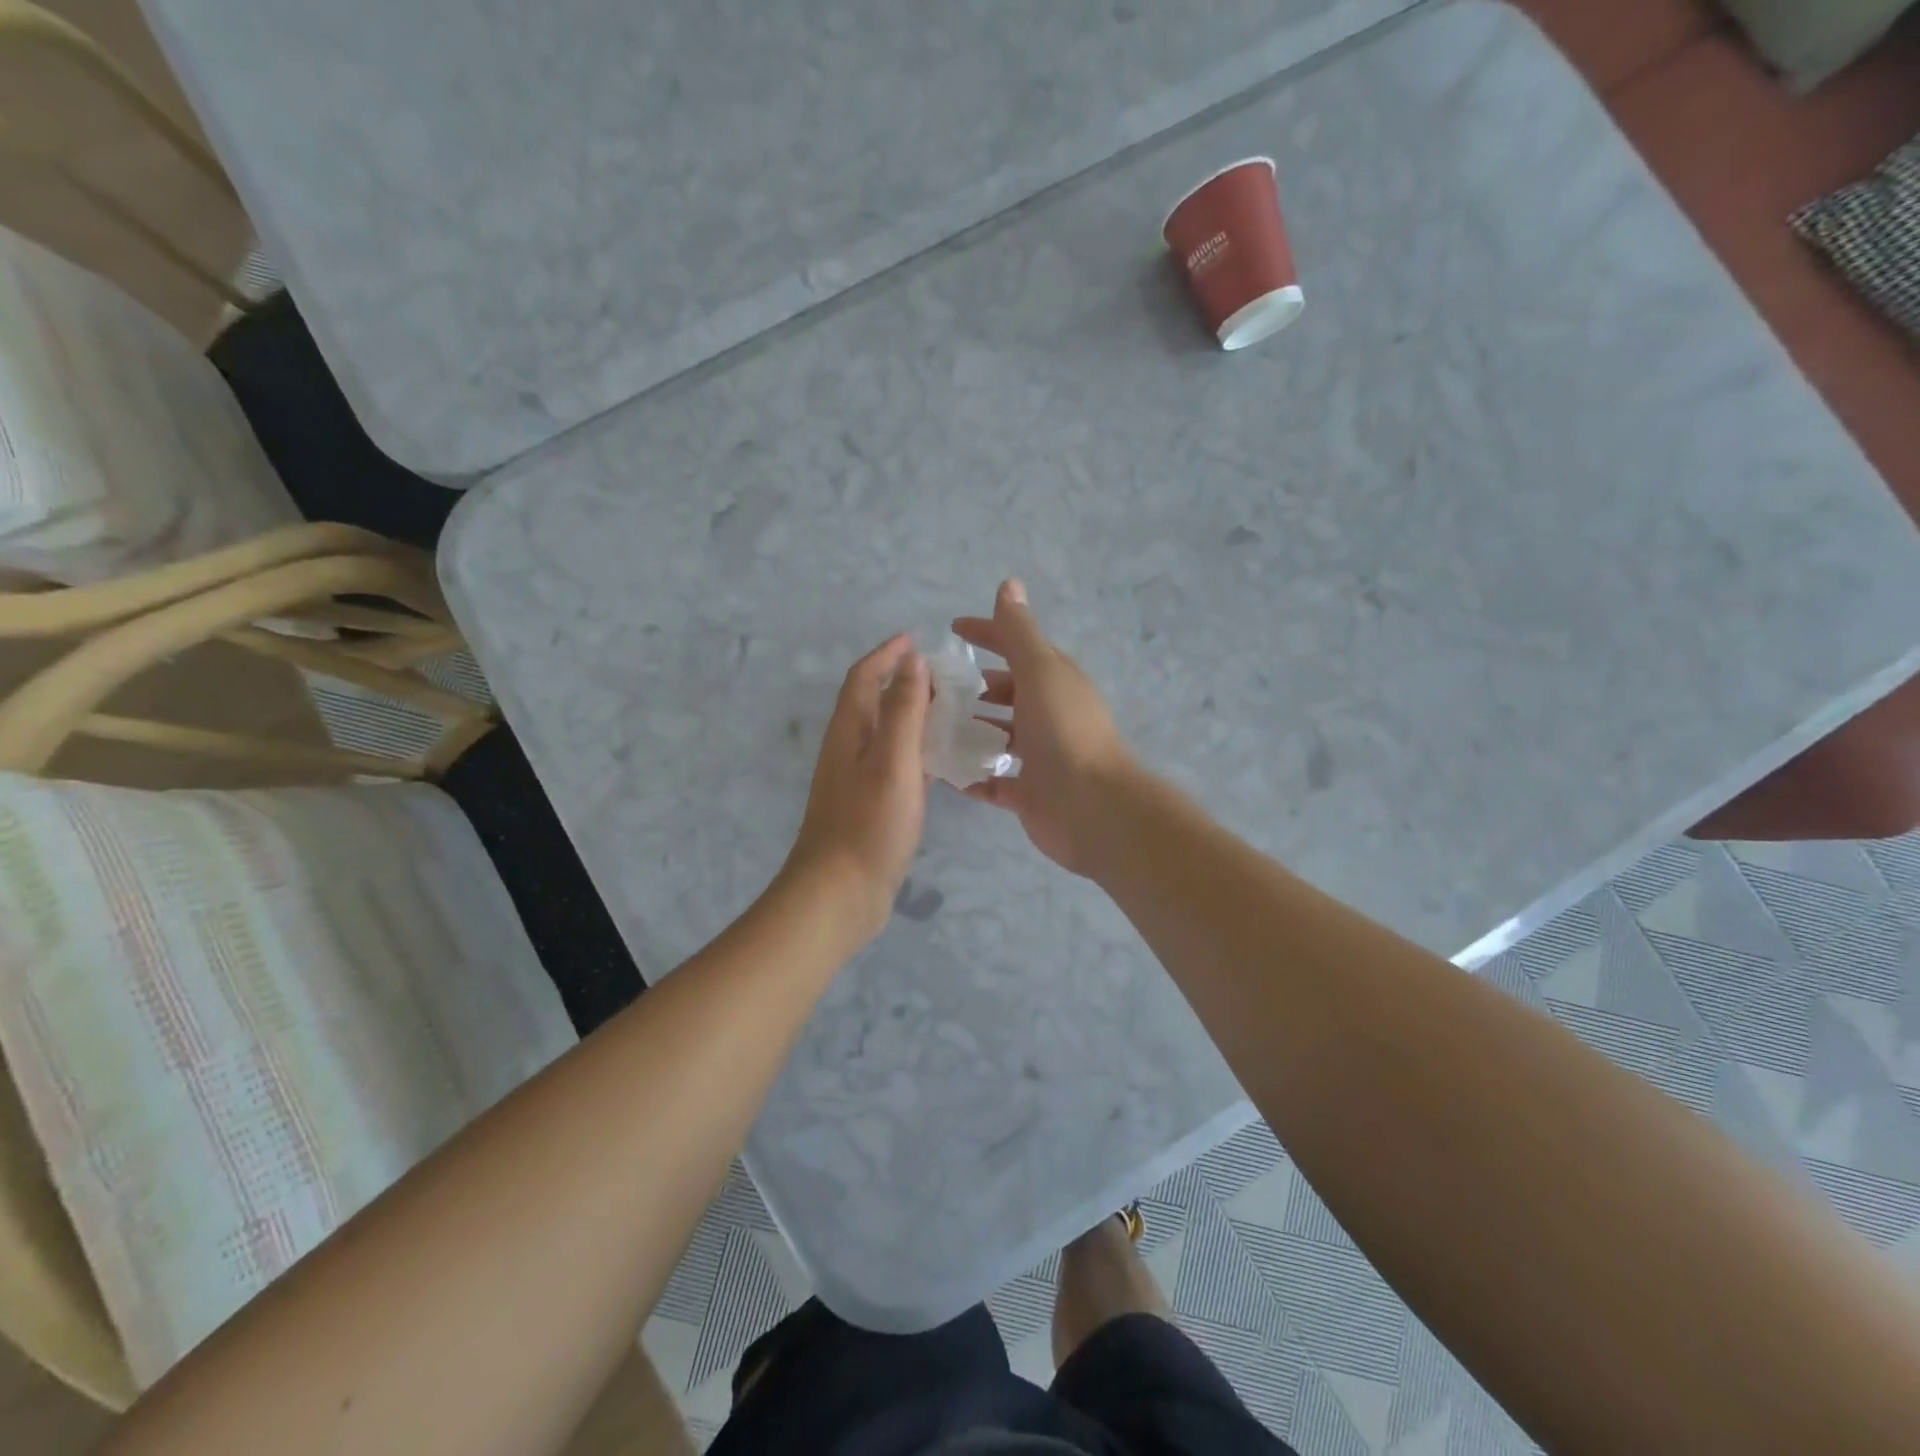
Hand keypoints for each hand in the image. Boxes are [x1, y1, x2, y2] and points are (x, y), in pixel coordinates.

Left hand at [784, 635, 931, 941]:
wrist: (840, 894)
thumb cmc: (868, 824)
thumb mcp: (891, 760)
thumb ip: (902, 709)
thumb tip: (912, 660)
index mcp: (849, 731)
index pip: (863, 677)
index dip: (887, 654)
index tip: (917, 638)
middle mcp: (850, 748)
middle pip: (875, 702)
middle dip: (905, 681)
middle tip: (949, 677)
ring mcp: (859, 779)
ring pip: (888, 734)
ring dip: (915, 716)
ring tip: (955, 711)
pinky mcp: (873, 805)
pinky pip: (898, 764)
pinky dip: (919, 752)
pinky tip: (946, 762)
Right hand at [953, 580, 1133, 875]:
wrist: (1090, 806)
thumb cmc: (1063, 731)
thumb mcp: (1039, 671)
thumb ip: (1019, 632)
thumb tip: (1009, 584)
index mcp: (1053, 681)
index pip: (1017, 647)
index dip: (988, 633)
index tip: (953, 628)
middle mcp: (1048, 715)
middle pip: (1007, 693)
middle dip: (973, 687)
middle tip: (932, 687)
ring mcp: (1039, 756)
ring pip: (999, 736)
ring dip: (969, 730)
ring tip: (929, 726)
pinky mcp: (1029, 793)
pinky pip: (993, 781)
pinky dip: (972, 775)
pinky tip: (944, 771)